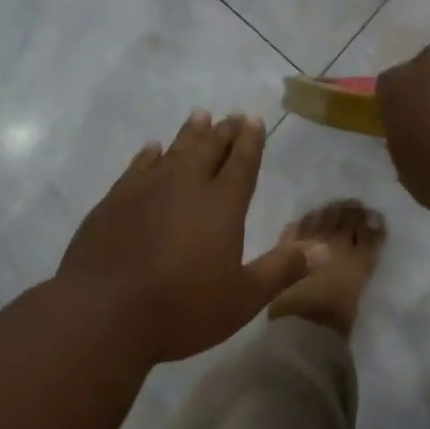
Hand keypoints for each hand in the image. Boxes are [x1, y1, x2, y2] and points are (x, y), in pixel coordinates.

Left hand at [59, 110, 323, 362]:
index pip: (242, 164)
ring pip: (173, 151)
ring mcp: (144, 190)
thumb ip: (283, 269)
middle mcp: (185, 186)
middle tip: (231, 116)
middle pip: (208, 149)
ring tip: (199, 117)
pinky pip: (137, 167)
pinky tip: (151, 149)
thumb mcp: (244, 297)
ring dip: (189, 134)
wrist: (105, 312)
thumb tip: (324, 250)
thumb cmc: (183, 308)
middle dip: (223, 132)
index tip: (253, 119)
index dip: (250, 141)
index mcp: (222, 206)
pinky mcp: (112, 202)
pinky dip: (148, 155)